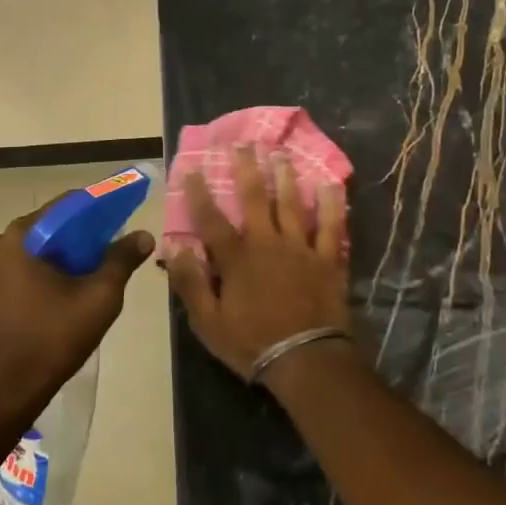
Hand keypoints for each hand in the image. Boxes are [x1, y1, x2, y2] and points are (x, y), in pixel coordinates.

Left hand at [0, 196, 153, 421]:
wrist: (0, 394)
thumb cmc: (51, 339)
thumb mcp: (98, 297)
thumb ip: (121, 260)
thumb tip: (143, 235)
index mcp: (23, 235)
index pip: (70, 204)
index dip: (102, 207)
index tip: (127, 216)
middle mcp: (2, 243)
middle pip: (56, 227)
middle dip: (88, 236)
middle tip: (118, 251)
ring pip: (44, 250)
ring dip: (72, 257)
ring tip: (101, 274)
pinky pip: (30, 269)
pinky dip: (54, 273)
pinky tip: (74, 293)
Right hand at [166, 145, 350, 380]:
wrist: (307, 360)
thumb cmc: (253, 342)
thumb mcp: (208, 322)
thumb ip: (191, 283)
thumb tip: (174, 247)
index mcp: (236, 258)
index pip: (211, 220)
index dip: (199, 194)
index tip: (192, 169)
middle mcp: (267, 243)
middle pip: (254, 199)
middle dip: (247, 169)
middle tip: (244, 144)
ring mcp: (300, 248)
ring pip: (291, 204)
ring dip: (285, 177)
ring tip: (281, 154)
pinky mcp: (327, 259)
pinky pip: (330, 226)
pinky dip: (331, 204)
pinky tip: (330, 185)